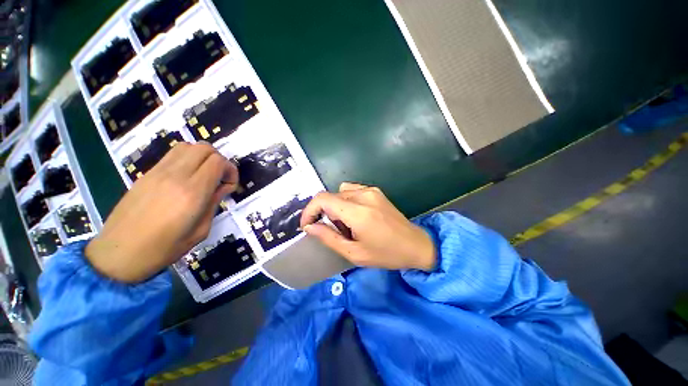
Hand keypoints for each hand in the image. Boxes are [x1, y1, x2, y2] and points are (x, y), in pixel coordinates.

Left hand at [85, 143, 238, 282]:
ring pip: (188, 146)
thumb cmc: (164, 248)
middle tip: (220, 179)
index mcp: (192, 193)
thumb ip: (214, 203)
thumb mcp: (201, 230)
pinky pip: (173, 154)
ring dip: (203, 157)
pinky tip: (187, 177)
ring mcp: (158, 172)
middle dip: (220, 160)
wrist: (118, 254)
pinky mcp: (147, 173)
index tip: (229, 186)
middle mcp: (175, 176)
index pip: (217, 162)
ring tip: (204, 175)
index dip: (231, 170)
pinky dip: (187, 159)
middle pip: (205, 148)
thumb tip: (223, 187)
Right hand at [300, 183, 435, 270]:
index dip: (309, 210)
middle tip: (332, 230)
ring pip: (340, 192)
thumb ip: (329, 237)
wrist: (416, 244)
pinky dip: (345, 200)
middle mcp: (363, 195)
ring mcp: (371, 190)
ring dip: (335, 206)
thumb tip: (310, 227)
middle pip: (330, 195)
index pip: (323, 199)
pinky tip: (354, 214)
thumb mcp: (354, 253)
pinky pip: (351, 190)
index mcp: (358, 212)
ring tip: (345, 224)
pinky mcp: (375, 191)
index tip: (307, 225)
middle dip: (323, 212)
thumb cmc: (386, 254)